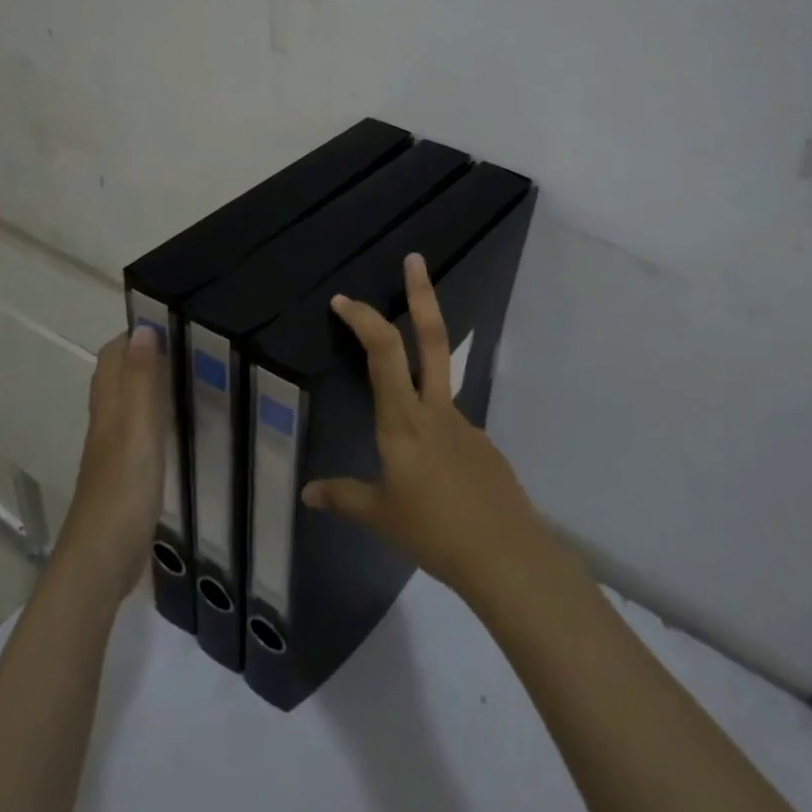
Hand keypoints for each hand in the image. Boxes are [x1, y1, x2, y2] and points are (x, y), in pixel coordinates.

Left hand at [57, 326, 163, 605]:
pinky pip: (139, 434)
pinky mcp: (124, 477)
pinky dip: (156, 419)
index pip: (113, 356)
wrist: (101, 560)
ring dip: (151, 386)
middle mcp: (107, 424)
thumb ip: (142, 382)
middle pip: (119, 378)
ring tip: (191, 377)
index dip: (135, 335)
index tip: (173, 321)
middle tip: (191, 346)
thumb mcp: (138, 430)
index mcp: (109, 409)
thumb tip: (144, 330)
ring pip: (128, 405)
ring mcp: (113, 453)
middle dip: (145, 356)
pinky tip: (179, 427)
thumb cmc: (123, 491)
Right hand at [302, 253, 558, 600]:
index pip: (383, 355)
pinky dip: (433, 430)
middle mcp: (436, 410)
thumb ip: (343, 497)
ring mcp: (465, 422)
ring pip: (440, 379)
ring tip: (403, 440)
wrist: (503, 553)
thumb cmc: (432, 531)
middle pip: (431, 339)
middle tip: (416, 259)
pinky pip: (449, 424)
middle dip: (423, 295)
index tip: (345, 300)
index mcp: (403, 421)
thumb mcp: (379, 517)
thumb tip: (308, 492)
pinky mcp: (482, 442)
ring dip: (421, 367)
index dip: (364, 320)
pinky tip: (430, 472)